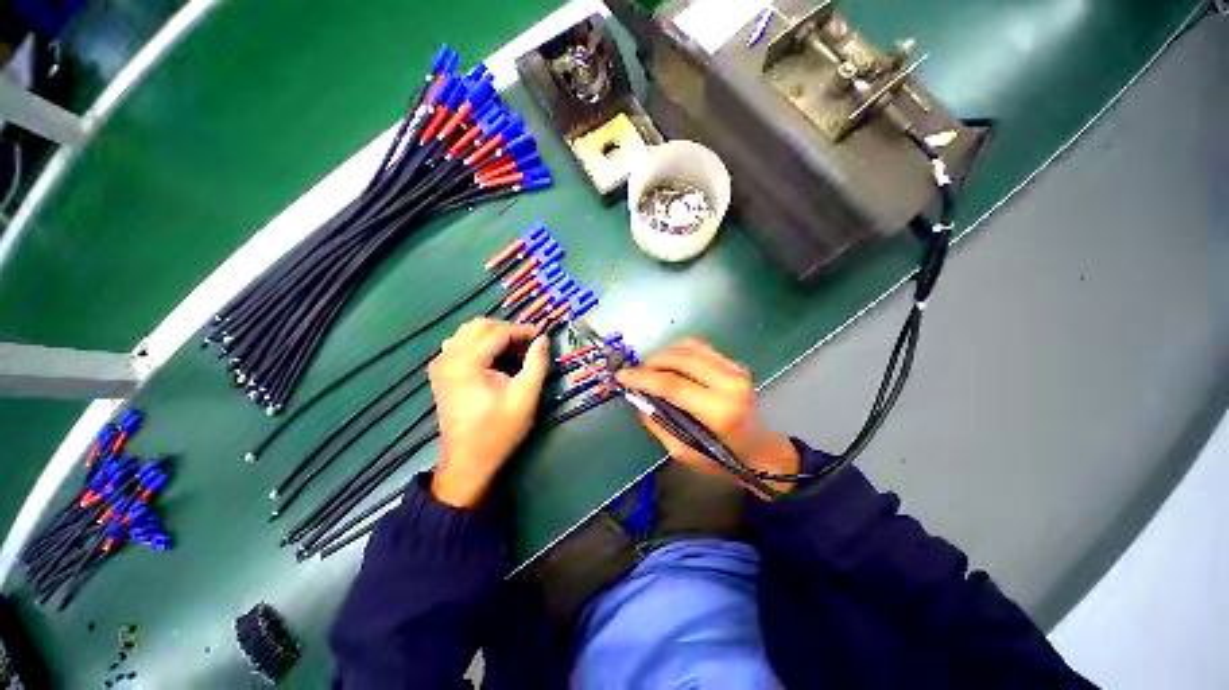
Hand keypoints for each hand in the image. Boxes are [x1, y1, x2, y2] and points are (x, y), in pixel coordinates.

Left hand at [428, 318, 549, 507]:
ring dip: (495, 335)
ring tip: (516, 351)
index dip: (523, 330)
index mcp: (466, 362)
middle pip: (480, 325)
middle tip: (530, 345)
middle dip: (508, 330)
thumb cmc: (499, 431)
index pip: (497, 332)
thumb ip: (537, 363)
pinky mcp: (441, 372)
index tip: (542, 336)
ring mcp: (440, 364)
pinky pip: (462, 344)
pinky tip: (496, 359)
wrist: (468, 462)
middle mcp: (447, 357)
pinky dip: (482, 344)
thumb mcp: (525, 396)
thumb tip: (543, 339)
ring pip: (470, 332)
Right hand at [615, 339, 799, 497]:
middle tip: (636, 373)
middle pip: (679, 358)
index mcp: (718, 411)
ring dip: (663, 354)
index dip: (642, 377)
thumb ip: (657, 422)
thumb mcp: (682, 452)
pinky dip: (679, 350)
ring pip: (689, 347)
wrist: (760, 450)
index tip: (621, 376)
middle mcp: (729, 383)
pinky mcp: (734, 363)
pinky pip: (700, 347)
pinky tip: (670, 362)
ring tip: (651, 368)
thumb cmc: (722, 459)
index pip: (672, 384)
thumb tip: (638, 396)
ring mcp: (735, 369)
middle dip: (651, 362)